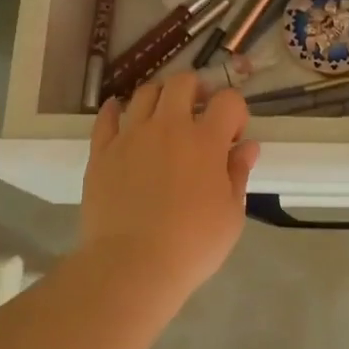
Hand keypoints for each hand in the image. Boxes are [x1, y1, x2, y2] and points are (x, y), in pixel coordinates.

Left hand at [78, 72, 260, 296]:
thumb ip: (238, 174)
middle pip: (182, 82)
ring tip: (162, 116)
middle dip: (196, 89)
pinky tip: (120, 114)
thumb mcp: (231, 215)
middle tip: (198, 111)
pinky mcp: (101, 151)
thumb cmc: (192, 245)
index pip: (228, 100)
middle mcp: (168, 126)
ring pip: (145, 93)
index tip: (234, 134)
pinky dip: (115, 110)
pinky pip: (106, 117)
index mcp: (205, 140)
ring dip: (159, 96)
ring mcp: (131, 135)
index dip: (236, 111)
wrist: (131, 266)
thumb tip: (247, 147)